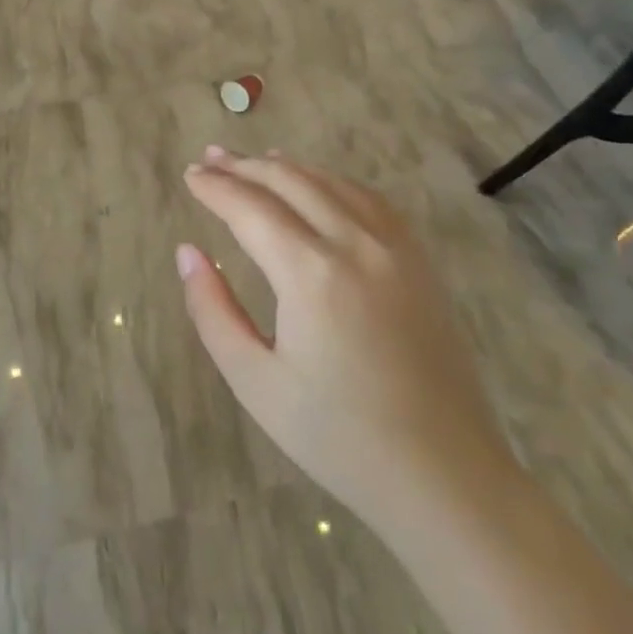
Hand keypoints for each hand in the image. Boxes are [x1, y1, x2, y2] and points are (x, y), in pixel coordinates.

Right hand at [177, 149, 511, 521]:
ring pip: (333, 183)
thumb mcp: (254, 380)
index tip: (190, 177)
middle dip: (246, 166)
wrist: (444, 475)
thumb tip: (188, 252)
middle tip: (211, 158)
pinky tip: (320, 186)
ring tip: (257, 161)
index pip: (251, 208)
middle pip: (291, 182)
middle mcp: (356, 245)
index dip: (215, 188)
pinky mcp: (421, 263)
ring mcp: (397, 250)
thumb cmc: (337, 436)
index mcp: (311, 274)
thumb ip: (212, 310)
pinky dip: (335, 182)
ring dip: (289, 168)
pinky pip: (372, 201)